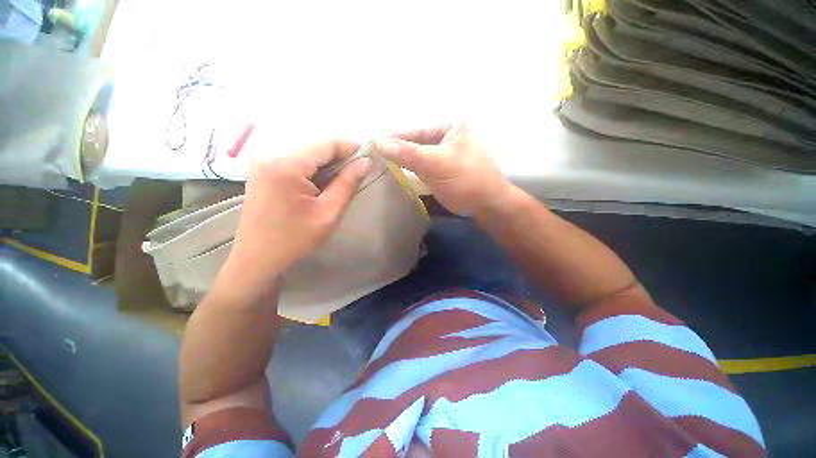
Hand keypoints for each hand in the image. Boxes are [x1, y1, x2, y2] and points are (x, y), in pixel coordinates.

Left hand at [223, 139, 369, 297]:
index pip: (328, 142)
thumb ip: (347, 183)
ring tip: (339, 181)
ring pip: (307, 149)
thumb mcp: (328, 213)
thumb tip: (365, 162)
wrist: (257, 258)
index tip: (367, 161)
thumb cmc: (295, 239)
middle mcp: (271, 152)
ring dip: (327, 162)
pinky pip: (295, 157)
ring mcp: (263, 158)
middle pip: (316, 143)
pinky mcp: (262, 167)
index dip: (352, 148)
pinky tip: (320, 183)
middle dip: (340, 156)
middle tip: (355, 174)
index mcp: (287, 163)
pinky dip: (313, 166)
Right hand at [374, 123, 512, 215]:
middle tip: (373, 157)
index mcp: (450, 126)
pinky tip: (395, 173)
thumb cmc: (466, 180)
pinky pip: (420, 166)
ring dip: (401, 160)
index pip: (416, 129)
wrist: (487, 206)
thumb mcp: (437, 164)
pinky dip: (408, 170)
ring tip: (379, 165)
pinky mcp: (440, 170)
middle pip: (415, 141)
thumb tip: (379, 143)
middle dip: (396, 150)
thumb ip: (408, 153)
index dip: (393, 137)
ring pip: (416, 155)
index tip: (371, 145)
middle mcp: (446, 136)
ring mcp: (443, 154)